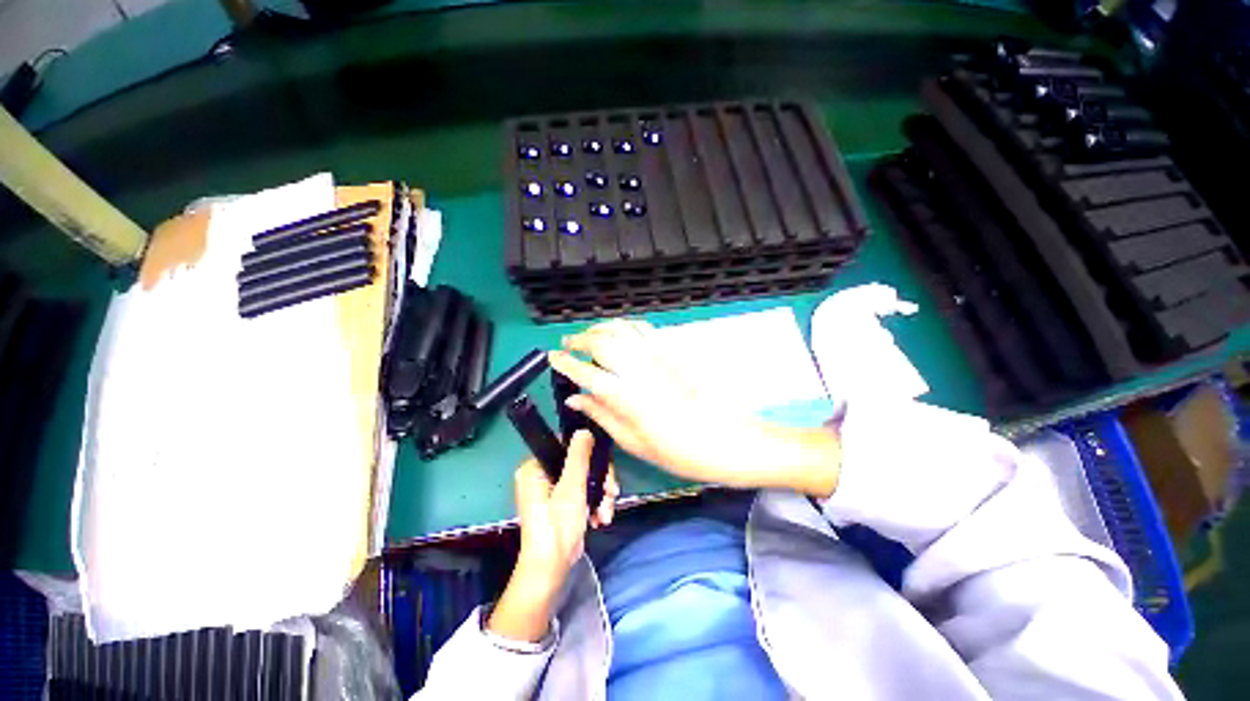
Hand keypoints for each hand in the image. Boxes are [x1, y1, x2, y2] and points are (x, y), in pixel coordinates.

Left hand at [487, 431, 618, 642]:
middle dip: (598, 480)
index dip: (588, 454)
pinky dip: (594, 503)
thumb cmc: (558, 526)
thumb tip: (584, 430)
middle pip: (579, 464)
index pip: (566, 446)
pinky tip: (602, 517)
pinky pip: (583, 492)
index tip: (604, 466)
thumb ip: (579, 456)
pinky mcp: (562, 503)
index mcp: (535, 467)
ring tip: (606, 512)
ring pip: (585, 479)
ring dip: (600, 495)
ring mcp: (552, 490)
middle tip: (611, 493)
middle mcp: (541, 475)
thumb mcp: (571, 487)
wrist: (551, 570)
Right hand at [548, 319, 840, 496]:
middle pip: (603, 341)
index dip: (566, 364)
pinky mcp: (676, 353)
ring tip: (589, 337)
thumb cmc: (683, 453)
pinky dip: (626, 326)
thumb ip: (604, 416)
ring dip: (602, 328)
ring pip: (624, 328)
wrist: (733, 441)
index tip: (552, 359)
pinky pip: (645, 330)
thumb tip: (576, 398)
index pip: (588, 372)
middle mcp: (642, 369)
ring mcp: (661, 357)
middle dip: (580, 339)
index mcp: (630, 397)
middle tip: (568, 346)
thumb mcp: (638, 444)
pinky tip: (621, 335)